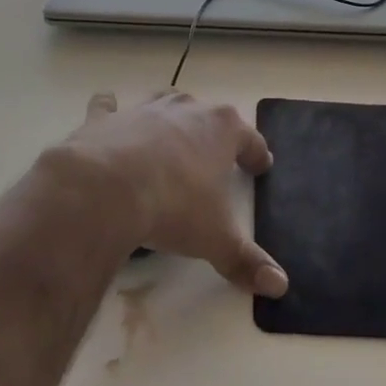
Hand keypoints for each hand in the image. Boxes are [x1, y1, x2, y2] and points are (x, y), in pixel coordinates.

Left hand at [55, 90, 287, 297]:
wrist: (106, 189)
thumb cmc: (173, 206)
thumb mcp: (215, 239)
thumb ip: (246, 261)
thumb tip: (280, 285)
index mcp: (222, 129)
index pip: (250, 139)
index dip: (257, 154)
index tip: (260, 166)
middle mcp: (186, 109)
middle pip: (209, 114)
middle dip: (215, 132)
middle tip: (215, 155)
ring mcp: (144, 109)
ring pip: (164, 100)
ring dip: (171, 115)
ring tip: (170, 133)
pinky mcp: (106, 118)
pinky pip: (108, 106)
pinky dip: (110, 108)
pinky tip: (108, 109)